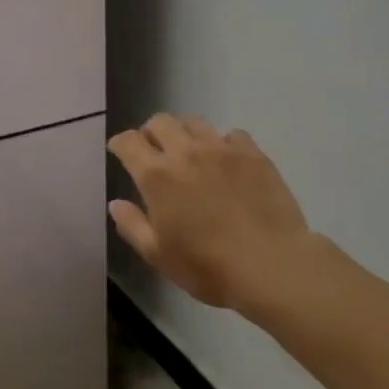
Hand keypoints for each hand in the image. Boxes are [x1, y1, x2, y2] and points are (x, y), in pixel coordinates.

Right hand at [107, 114, 327, 317]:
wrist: (273, 266)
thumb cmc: (208, 266)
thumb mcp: (158, 254)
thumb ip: (132, 225)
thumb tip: (115, 203)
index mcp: (157, 175)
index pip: (128, 142)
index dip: (120, 143)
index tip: (119, 151)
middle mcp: (185, 152)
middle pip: (160, 122)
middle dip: (150, 132)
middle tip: (154, 152)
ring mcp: (222, 150)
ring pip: (194, 122)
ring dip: (184, 133)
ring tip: (190, 153)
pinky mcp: (253, 155)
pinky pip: (232, 135)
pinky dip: (223, 143)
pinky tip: (227, 162)